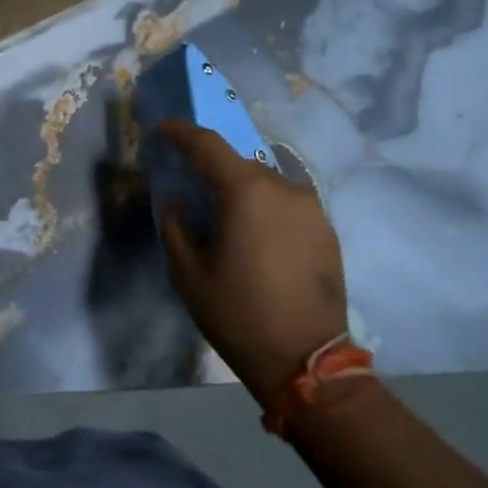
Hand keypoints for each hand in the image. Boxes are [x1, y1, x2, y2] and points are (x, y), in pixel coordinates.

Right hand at [156, 119, 349, 405]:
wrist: (307, 360)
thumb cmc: (238, 313)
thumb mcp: (188, 273)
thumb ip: (176, 225)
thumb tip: (176, 199)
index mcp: (246, 191)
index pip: (208, 145)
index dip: (181, 132)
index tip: (161, 128)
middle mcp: (283, 187)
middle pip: (238, 162)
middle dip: (211, 166)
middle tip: (190, 182)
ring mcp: (310, 207)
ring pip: (265, 182)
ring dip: (240, 188)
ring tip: (224, 214)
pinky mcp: (326, 229)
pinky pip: (286, 203)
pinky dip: (264, 206)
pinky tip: (255, 233)